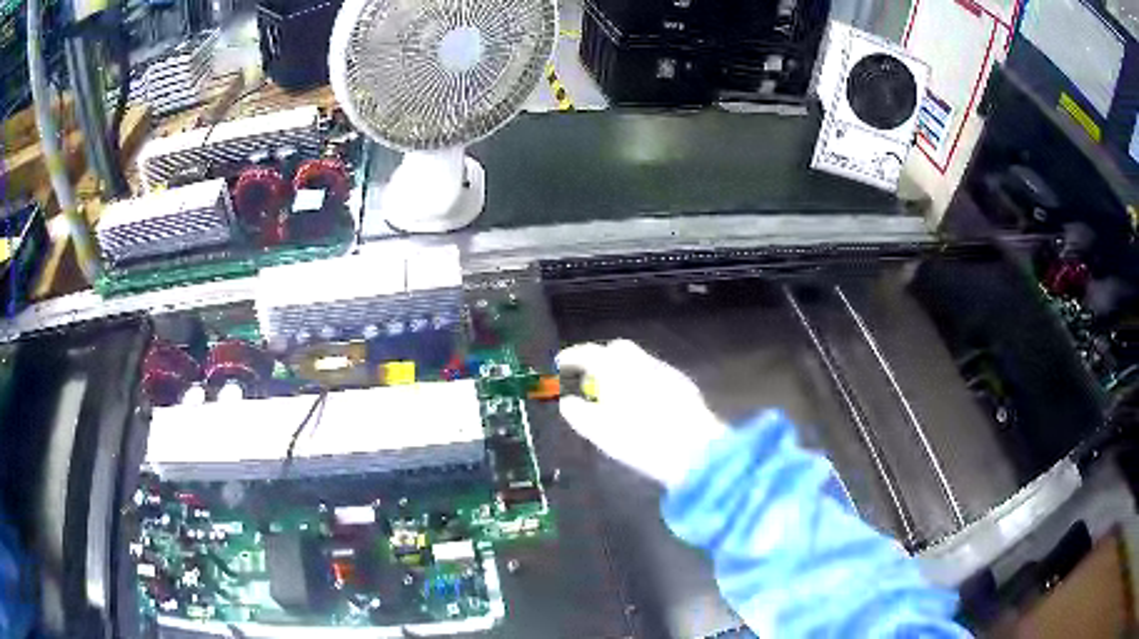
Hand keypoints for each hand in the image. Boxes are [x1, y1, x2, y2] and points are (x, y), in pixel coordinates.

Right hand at [556, 339, 727, 488]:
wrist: (695, 451)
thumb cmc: (640, 440)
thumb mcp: (599, 432)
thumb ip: (578, 413)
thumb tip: (568, 402)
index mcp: (617, 368)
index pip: (589, 353)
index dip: (572, 356)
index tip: (560, 364)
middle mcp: (643, 362)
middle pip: (617, 350)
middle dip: (601, 360)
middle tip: (590, 379)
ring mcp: (666, 371)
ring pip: (639, 362)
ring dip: (623, 372)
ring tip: (615, 397)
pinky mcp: (684, 386)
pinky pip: (655, 376)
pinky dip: (643, 383)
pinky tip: (643, 406)